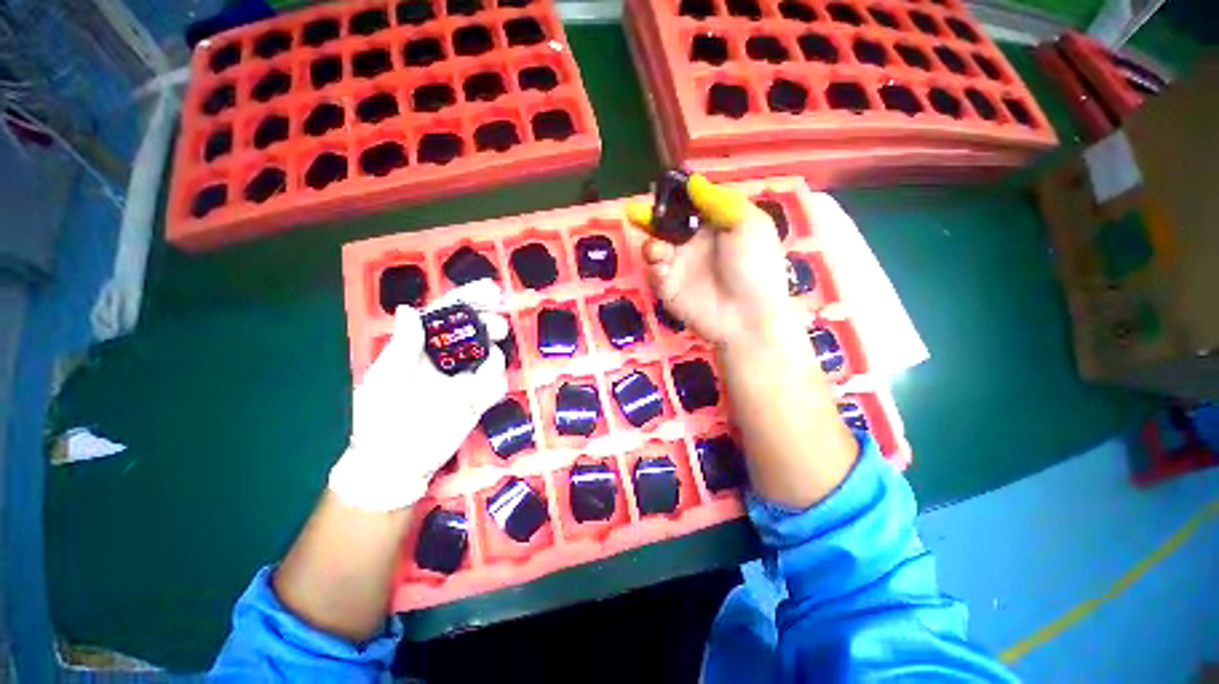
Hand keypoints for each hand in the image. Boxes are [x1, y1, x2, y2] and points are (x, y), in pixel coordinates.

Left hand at [329, 280, 508, 510]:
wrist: (393, 463)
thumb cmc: (378, 420)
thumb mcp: (382, 381)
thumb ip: (400, 348)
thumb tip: (410, 309)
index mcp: (421, 348)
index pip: (446, 316)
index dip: (467, 299)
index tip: (489, 289)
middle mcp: (447, 359)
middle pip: (474, 331)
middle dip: (489, 322)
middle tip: (497, 324)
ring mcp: (465, 379)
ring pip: (490, 355)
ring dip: (496, 350)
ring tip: (492, 355)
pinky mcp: (478, 400)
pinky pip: (495, 385)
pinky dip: (496, 380)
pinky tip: (488, 383)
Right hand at [627, 175, 796, 348]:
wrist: (749, 316)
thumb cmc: (755, 266)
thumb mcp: (748, 225)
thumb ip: (719, 201)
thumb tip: (693, 182)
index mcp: (716, 226)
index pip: (689, 205)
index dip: (675, 196)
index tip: (663, 188)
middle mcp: (695, 244)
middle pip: (667, 225)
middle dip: (651, 217)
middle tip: (635, 212)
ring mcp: (681, 267)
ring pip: (655, 247)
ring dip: (651, 243)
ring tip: (657, 249)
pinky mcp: (669, 288)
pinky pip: (654, 272)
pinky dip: (652, 265)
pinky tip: (660, 264)